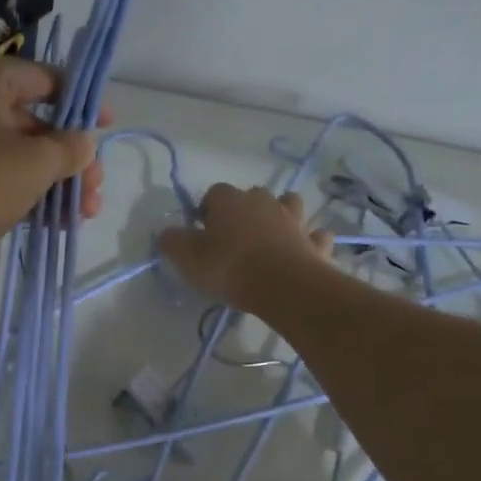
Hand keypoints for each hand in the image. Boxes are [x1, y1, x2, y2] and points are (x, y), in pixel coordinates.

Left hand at [0, 52, 102, 278]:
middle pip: (28, 119)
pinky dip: (17, 189)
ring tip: (81, 214)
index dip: (82, 104)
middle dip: (68, 158)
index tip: (107, 129)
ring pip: (8, 149)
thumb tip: (84, 143)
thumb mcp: (34, 164)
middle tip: (95, 190)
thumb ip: (69, 148)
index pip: (44, 78)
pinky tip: (50, 220)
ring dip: (48, 179)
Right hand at [156, 185, 333, 312]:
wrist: (284, 286)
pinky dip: (309, 240)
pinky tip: (304, 250)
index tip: (201, 234)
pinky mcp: (314, 242)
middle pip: (251, 195)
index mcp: (230, 200)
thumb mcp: (187, 258)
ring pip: (289, 205)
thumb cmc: (229, 267)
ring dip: (281, 215)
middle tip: (233, 238)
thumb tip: (166, 233)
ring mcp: (294, 220)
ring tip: (271, 236)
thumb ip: (172, 242)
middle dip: (243, 211)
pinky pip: (314, 235)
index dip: (206, 211)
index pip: (213, 193)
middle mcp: (263, 201)